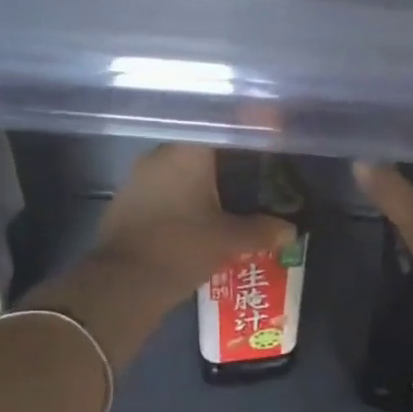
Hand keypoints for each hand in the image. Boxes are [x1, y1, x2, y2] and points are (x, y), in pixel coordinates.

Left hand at [88, 144, 295, 308]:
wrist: (122, 284)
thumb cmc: (181, 247)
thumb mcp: (229, 240)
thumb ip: (261, 230)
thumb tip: (290, 230)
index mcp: (187, 152)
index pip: (223, 127)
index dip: (248, 131)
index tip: (268, 136)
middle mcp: (160, 155)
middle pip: (201, 148)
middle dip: (228, 159)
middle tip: (256, 171)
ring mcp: (139, 178)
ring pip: (181, 169)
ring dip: (205, 181)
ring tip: (233, 196)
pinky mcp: (127, 201)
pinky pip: (165, 189)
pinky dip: (185, 197)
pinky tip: (202, 214)